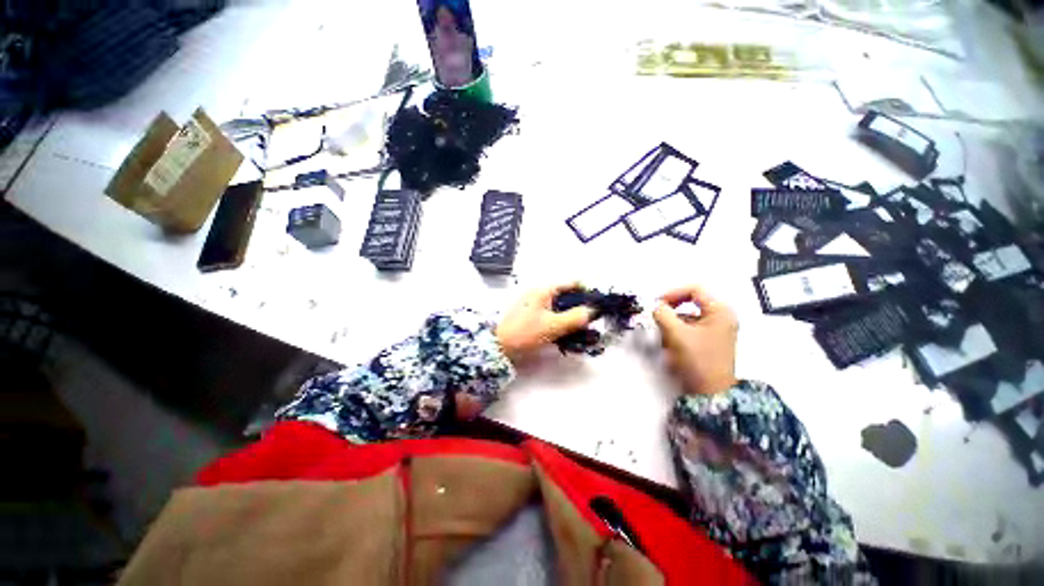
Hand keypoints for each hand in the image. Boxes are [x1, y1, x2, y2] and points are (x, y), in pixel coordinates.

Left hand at [496, 283, 594, 362]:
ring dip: (572, 316)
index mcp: (545, 290)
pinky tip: (567, 333)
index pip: (572, 284)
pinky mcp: (533, 315)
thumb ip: (575, 318)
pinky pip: (553, 314)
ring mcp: (536, 304)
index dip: (587, 292)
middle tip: (591, 321)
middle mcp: (541, 293)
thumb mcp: (553, 326)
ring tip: (582, 330)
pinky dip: (562, 321)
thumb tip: (593, 311)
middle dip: (581, 307)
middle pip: (567, 295)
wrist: (499, 345)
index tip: (597, 305)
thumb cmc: (525, 332)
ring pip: (561, 306)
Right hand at [653, 285, 738, 395]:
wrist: (710, 393)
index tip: (657, 304)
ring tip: (667, 339)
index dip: (672, 293)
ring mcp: (717, 328)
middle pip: (691, 302)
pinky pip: (690, 327)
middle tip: (658, 319)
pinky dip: (678, 333)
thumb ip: (663, 314)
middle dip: (672, 312)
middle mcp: (722, 316)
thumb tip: (655, 306)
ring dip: (673, 324)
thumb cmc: (698, 360)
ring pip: (688, 316)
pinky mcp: (710, 339)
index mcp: (720, 311)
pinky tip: (673, 346)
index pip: (694, 289)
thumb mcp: (677, 334)